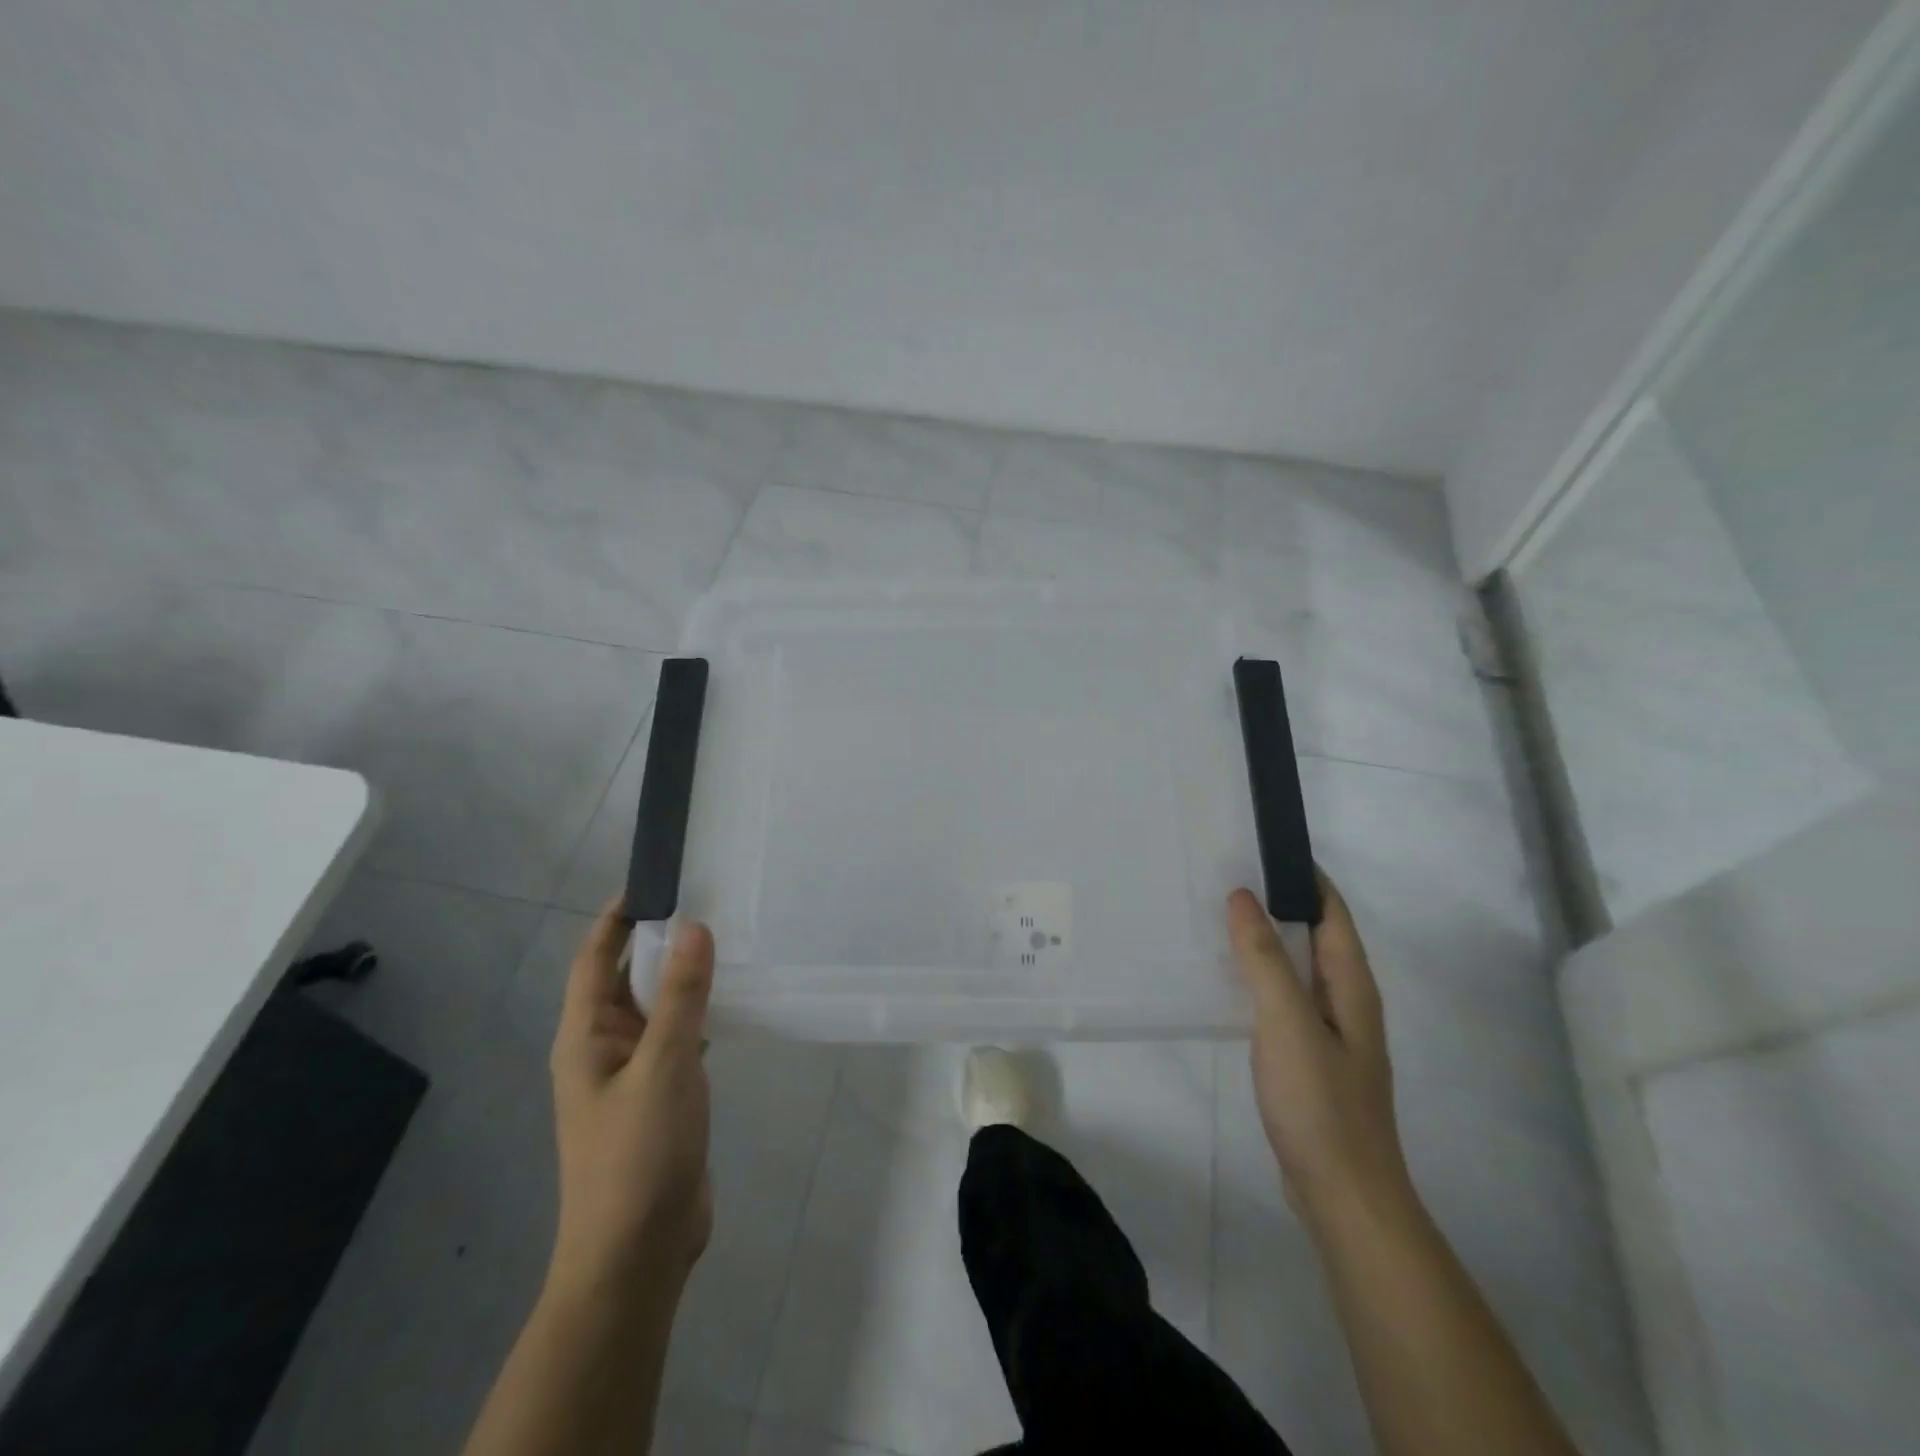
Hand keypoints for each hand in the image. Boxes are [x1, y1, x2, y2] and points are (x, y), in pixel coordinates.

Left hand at [547, 901, 714, 1305]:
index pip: (595, 958)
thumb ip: (680, 995)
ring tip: (724, 942)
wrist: (638, 1254)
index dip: (618, 916)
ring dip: (680, 977)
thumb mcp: (664, 1066)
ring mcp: (631, 1074)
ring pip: (655, 1008)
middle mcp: (603, 1048)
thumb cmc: (638, 1154)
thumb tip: (693, 926)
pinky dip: (696, 1013)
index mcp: (586, 1036)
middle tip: (708, 901)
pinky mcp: (659, 1097)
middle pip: (625, 978)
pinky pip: (675, 1037)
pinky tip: (728, 1005)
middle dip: (658, 940)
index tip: (657, 879)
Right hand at [1227, 877, 1408, 1225]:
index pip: (1332, 912)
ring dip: (1266, 938)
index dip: (1306, 876)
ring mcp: (1329, 1031)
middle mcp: (1346, 1000)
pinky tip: (1229, 978)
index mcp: (1351, 985)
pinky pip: (1284, 997)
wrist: (1344, 1195)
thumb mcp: (1287, 1022)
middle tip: (1227, 874)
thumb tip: (1243, 896)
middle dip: (1279, 901)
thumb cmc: (1320, 1103)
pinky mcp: (1309, 1056)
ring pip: (1297, 967)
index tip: (1264, 846)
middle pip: (1315, 935)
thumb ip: (1264, 958)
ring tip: (1220, 916)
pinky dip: (1260, 975)